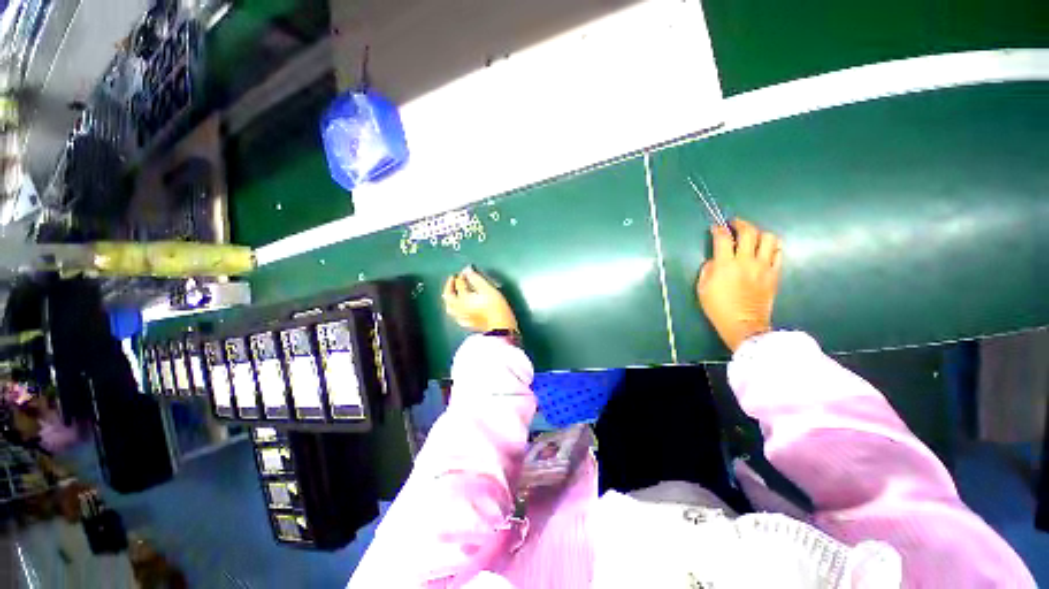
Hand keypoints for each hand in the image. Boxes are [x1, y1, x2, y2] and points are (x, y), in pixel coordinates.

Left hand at [443, 266, 518, 332]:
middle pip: (449, 296)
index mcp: (463, 298)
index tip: (465, 271)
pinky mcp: (468, 324)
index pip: (459, 284)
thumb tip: (467, 270)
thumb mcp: (488, 289)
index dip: (462, 276)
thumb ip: (476, 279)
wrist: (501, 327)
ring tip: (452, 293)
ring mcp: (462, 317)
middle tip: (453, 279)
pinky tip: (459, 309)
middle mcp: (459, 308)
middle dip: (450, 286)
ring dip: (449, 298)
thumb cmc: (496, 307)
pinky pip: (456, 316)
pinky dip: (455, 309)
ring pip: (450, 307)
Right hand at [696, 219, 782, 351]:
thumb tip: (716, 260)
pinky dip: (771, 246)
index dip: (718, 229)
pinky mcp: (774, 274)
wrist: (744, 324)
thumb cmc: (718, 308)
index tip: (715, 227)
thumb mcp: (702, 288)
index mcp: (725, 265)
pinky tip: (764, 249)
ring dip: (759, 233)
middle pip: (749, 232)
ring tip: (752, 236)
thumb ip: (708, 269)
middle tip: (734, 224)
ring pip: (768, 238)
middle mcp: (747, 261)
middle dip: (740, 224)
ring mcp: (764, 266)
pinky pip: (778, 253)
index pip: (723, 238)